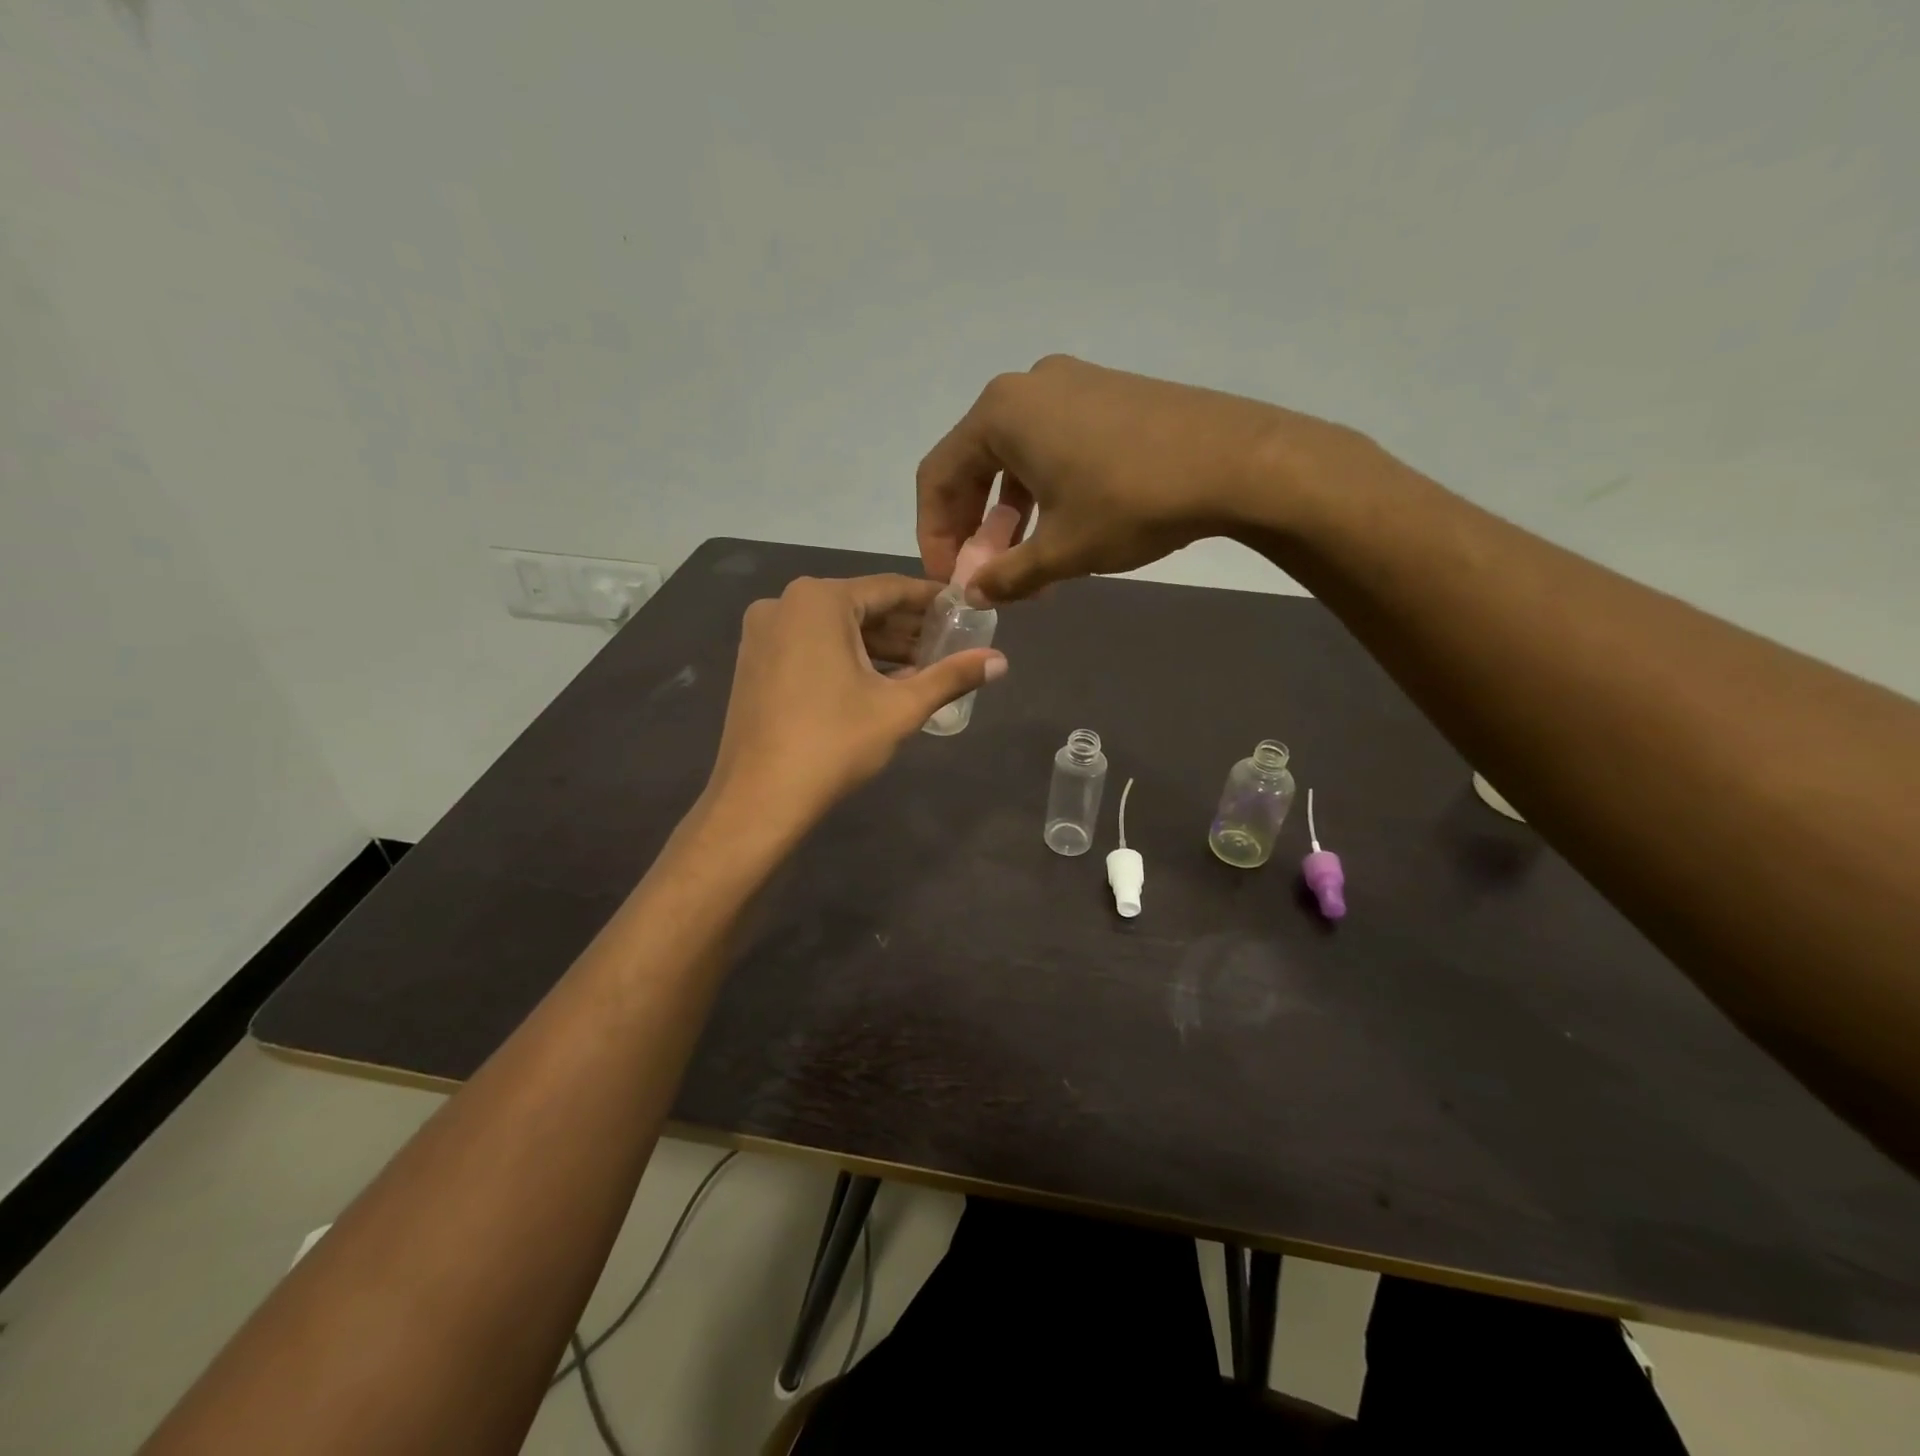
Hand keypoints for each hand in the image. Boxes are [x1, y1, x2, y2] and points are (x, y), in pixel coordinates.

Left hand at [704, 574, 1005, 835]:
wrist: (758, 798)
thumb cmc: (834, 743)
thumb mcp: (900, 708)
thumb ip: (951, 677)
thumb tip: (1001, 660)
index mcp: (819, 600)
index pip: (890, 588)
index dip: (931, 600)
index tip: (962, 609)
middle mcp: (784, 603)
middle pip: (861, 607)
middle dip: (905, 628)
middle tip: (947, 645)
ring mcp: (763, 633)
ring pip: (835, 629)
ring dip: (878, 647)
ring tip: (921, 668)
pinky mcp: (754, 661)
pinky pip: (811, 646)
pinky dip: (846, 658)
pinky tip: (879, 682)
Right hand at [917, 355, 1351, 601]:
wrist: (1237, 461)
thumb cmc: (1132, 503)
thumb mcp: (1061, 550)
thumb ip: (1006, 576)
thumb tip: (974, 594)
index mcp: (1000, 413)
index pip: (938, 477)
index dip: (935, 535)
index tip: (950, 580)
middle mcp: (1026, 387)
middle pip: (973, 463)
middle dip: (972, 526)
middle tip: (984, 573)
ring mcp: (1071, 384)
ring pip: (1014, 456)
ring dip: (1008, 513)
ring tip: (1023, 560)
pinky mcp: (1106, 393)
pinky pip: (1050, 444)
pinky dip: (1041, 489)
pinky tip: (1060, 526)